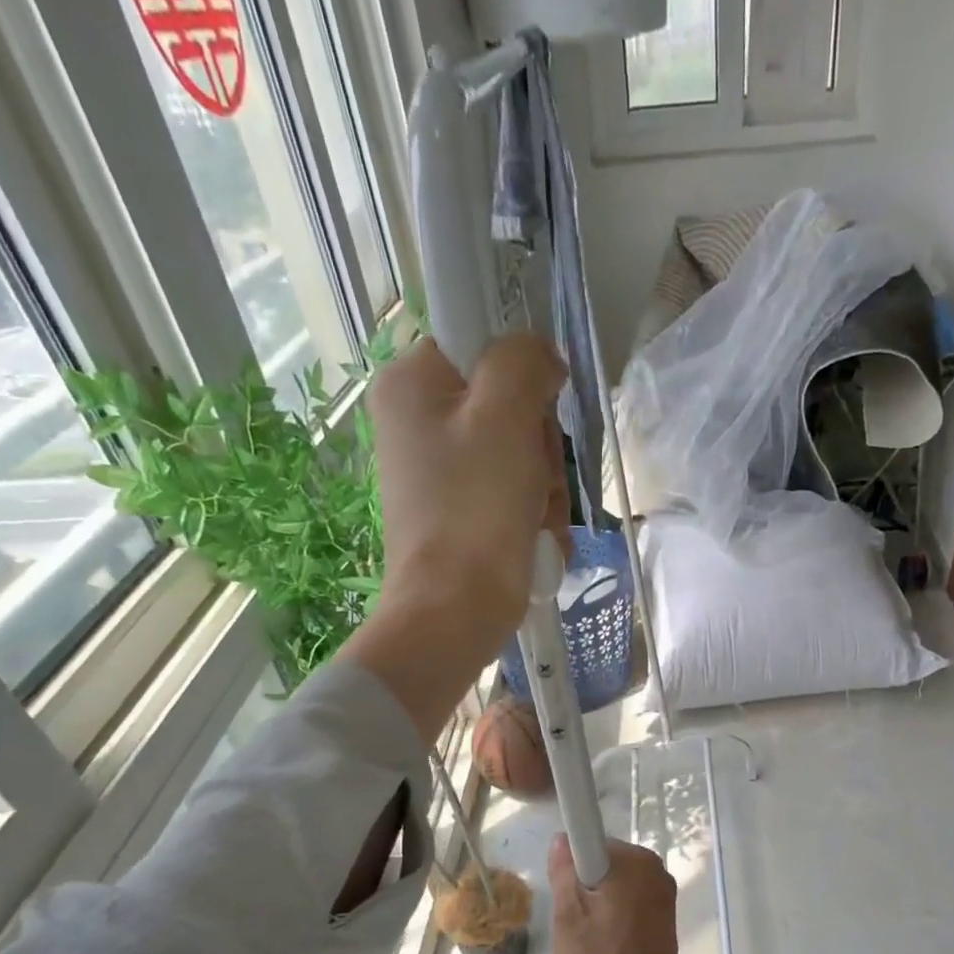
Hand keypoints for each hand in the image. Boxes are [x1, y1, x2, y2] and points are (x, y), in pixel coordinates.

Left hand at [371, 334, 569, 650]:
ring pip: (519, 454)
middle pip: (507, 405)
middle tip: (533, 478)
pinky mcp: (460, 511)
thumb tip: (541, 359)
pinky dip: (531, 516)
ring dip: (542, 487)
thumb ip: (523, 360)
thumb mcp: (504, 415)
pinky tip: (532, 540)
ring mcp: (439, 471)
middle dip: (537, 446)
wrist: (455, 610)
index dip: (521, 376)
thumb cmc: (476, 509)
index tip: (535, 413)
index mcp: (411, 383)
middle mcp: (417, 421)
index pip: (481, 343)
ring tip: (534, 519)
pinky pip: (512, 493)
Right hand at [549, 836, 683, 953]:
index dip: (571, 865)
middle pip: (604, 863)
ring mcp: (664, 894)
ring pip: (615, 884)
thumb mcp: (568, 917)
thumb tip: (562, 839)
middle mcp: (655, 869)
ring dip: (598, 905)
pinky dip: (614, 917)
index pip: (590, 841)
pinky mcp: (666, 918)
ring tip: (589, 941)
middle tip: (573, 924)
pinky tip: (606, 947)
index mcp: (634, 861)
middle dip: (584, 886)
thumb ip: (564, 871)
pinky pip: (630, 902)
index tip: (564, 894)